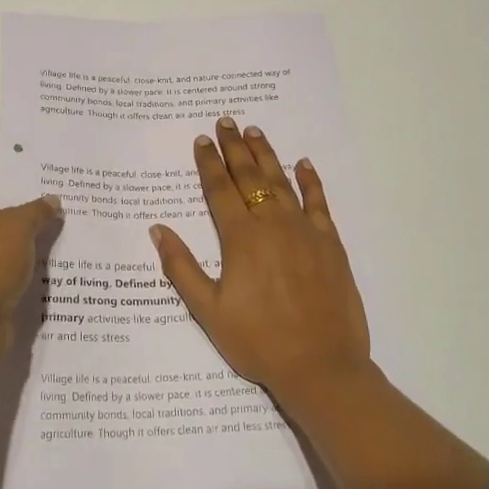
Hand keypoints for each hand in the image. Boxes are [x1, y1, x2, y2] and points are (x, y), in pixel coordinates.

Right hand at [150, 119, 370, 403]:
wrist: (321, 366)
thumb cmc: (258, 341)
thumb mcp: (208, 311)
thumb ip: (181, 267)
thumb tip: (157, 230)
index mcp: (241, 238)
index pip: (219, 190)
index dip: (208, 163)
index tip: (202, 139)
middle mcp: (272, 224)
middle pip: (250, 177)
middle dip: (235, 148)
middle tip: (226, 121)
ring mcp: (305, 231)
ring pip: (282, 182)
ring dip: (267, 155)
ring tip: (254, 132)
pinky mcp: (331, 244)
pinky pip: (319, 203)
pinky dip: (311, 181)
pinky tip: (304, 164)